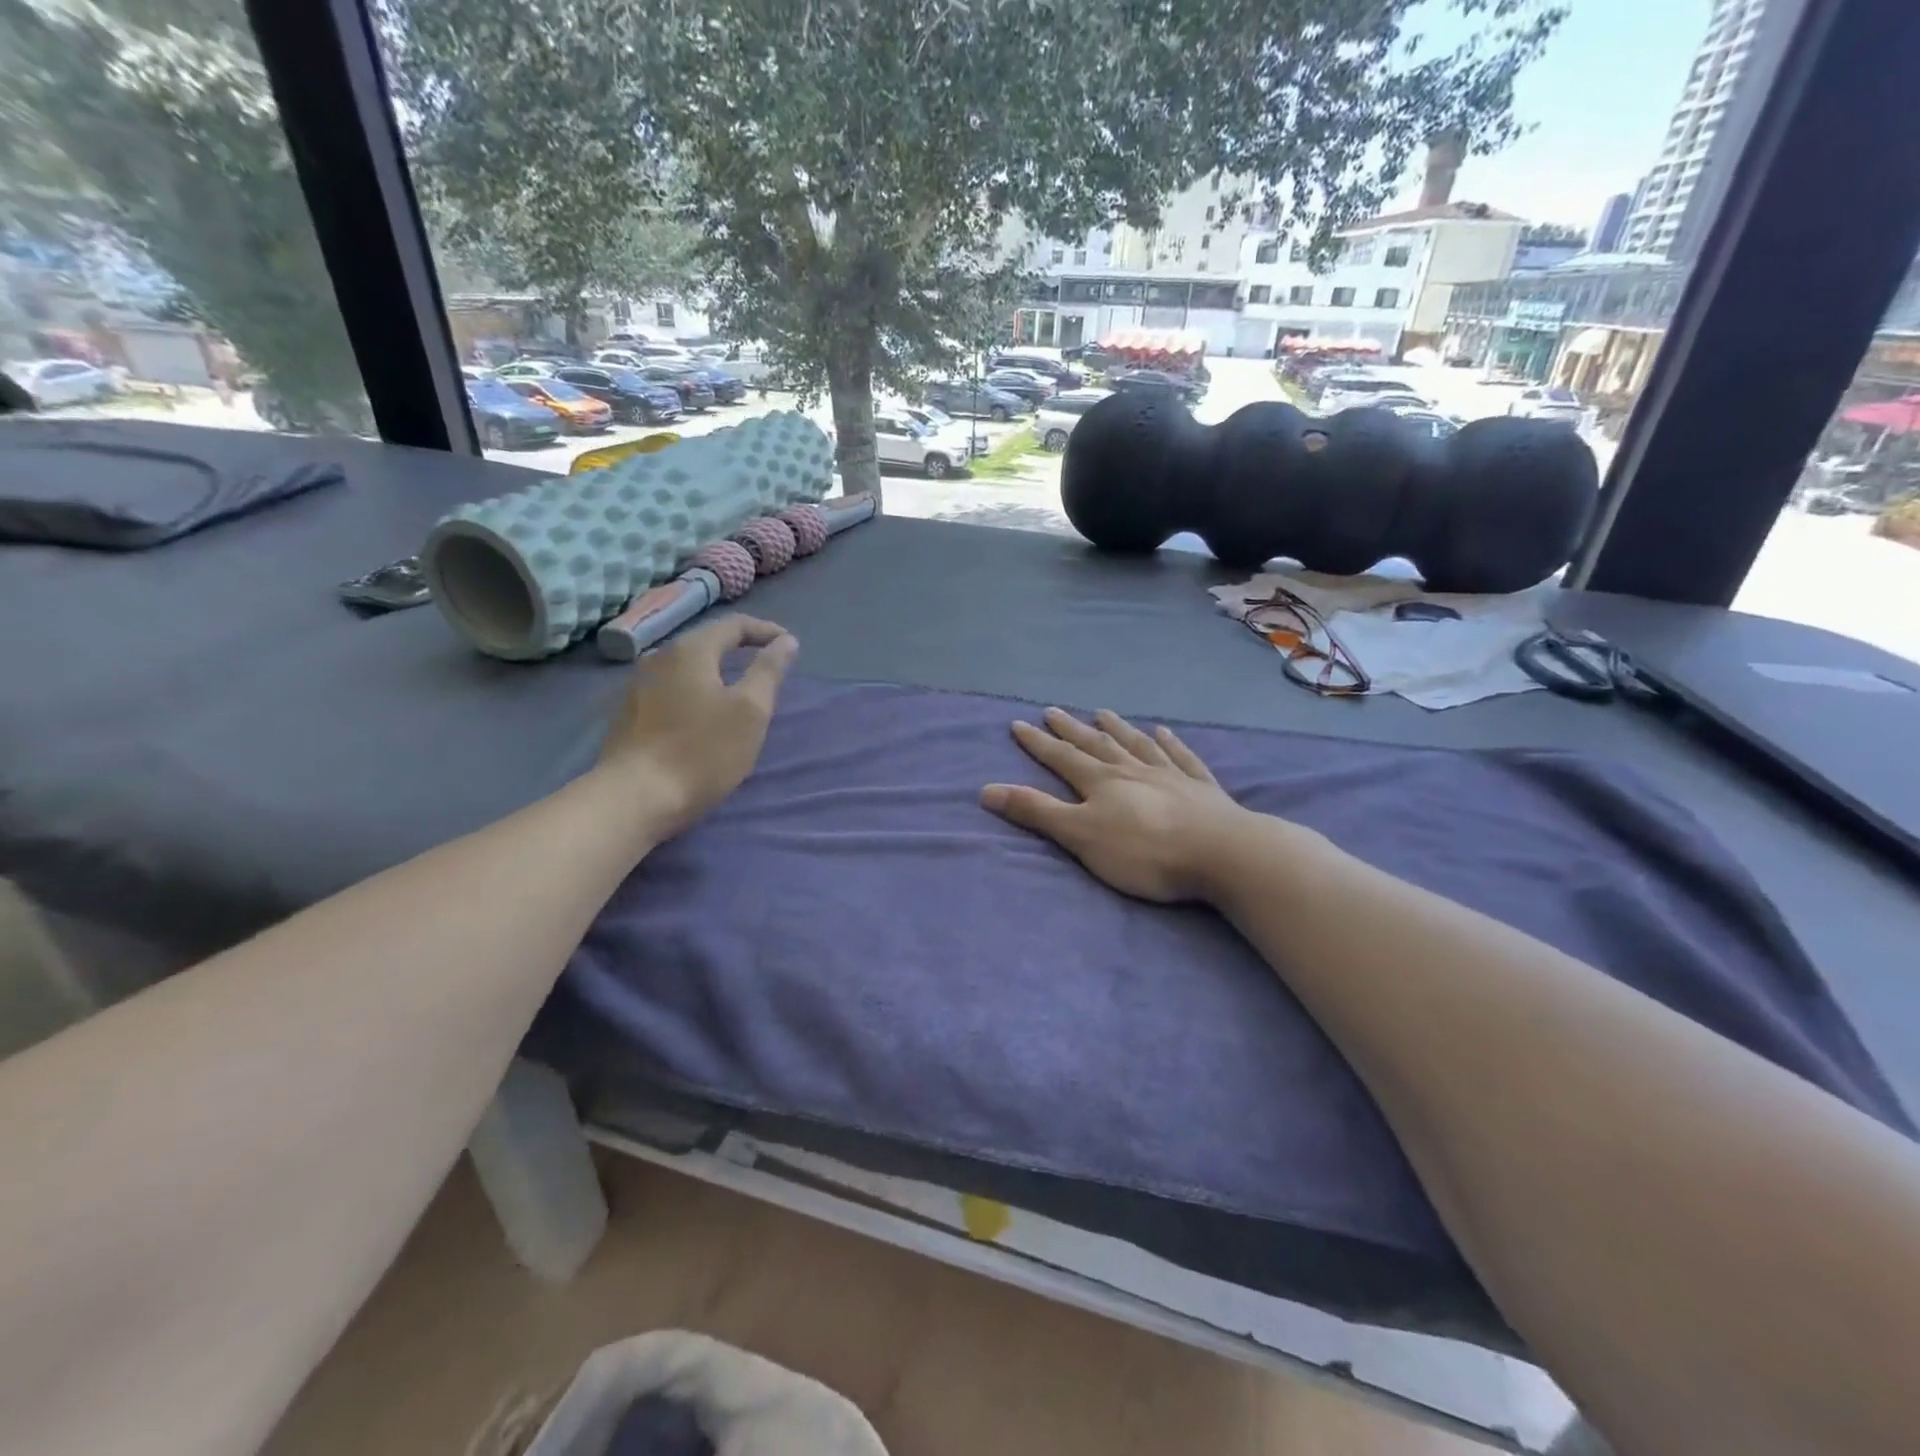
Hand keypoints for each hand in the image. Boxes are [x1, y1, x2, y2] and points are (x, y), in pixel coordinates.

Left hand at [595, 615, 797, 840]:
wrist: (635, 798)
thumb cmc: (702, 751)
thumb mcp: (750, 711)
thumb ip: (769, 670)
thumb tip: (786, 641)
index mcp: (690, 651)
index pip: (733, 625)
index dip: (765, 631)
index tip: (789, 645)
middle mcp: (658, 658)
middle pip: (706, 643)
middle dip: (739, 649)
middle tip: (766, 666)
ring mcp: (638, 686)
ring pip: (686, 667)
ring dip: (715, 672)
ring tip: (738, 690)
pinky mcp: (629, 714)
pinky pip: (671, 689)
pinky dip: (695, 691)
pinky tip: (703, 714)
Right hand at [980, 707, 1248, 902]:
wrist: (1220, 852)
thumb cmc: (1144, 851)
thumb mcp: (1081, 835)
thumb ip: (1036, 812)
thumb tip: (986, 789)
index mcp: (1101, 781)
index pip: (1062, 757)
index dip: (1038, 742)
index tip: (1019, 723)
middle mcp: (1132, 769)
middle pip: (1096, 744)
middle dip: (1071, 729)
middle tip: (1053, 710)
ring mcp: (1169, 775)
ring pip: (1137, 744)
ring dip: (1117, 729)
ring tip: (1104, 713)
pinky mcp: (1201, 788)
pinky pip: (1181, 757)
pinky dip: (1170, 743)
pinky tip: (1164, 731)